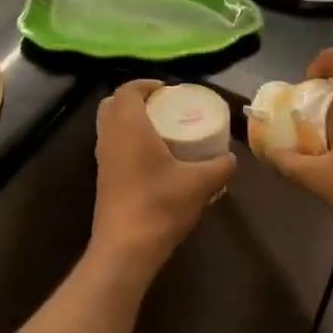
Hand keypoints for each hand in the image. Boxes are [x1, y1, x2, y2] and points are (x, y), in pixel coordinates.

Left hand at [90, 81, 235, 276]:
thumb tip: (230, 158)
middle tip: (164, 108)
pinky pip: (112, 146)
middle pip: (113, 104)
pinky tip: (153, 159)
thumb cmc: (160, 205)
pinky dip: (128, 142)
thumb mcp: (200, 184)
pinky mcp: (102, 178)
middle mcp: (109, 136)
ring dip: (130, 122)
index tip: (169, 90)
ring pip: (110, 126)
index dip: (146, 84)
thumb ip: (220, 166)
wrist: (125, 248)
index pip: (128, 89)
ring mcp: (101, 158)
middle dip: (136, 100)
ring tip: (161, 131)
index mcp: (128, 125)